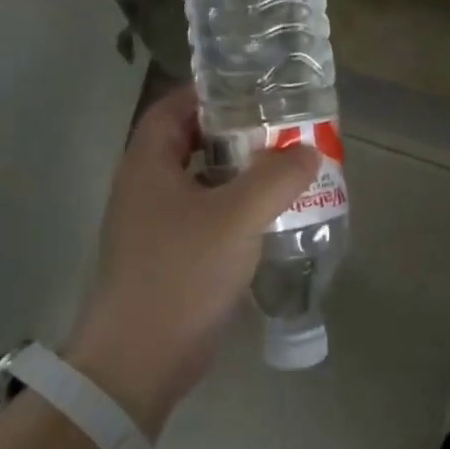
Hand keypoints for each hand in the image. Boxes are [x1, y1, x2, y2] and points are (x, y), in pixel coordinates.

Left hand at [66, 82, 320, 433]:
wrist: (141, 359)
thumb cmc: (181, 274)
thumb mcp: (236, 218)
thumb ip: (275, 178)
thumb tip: (308, 150)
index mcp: (148, 166)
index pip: (172, 108)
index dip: (207, 93)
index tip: (251, 89)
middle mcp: (146, 189)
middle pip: (189, 143)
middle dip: (233, 133)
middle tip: (279, 127)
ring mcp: (156, 226)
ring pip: (202, 183)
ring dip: (239, 174)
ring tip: (284, 167)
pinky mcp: (171, 258)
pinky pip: (207, 218)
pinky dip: (236, 210)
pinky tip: (271, 216)